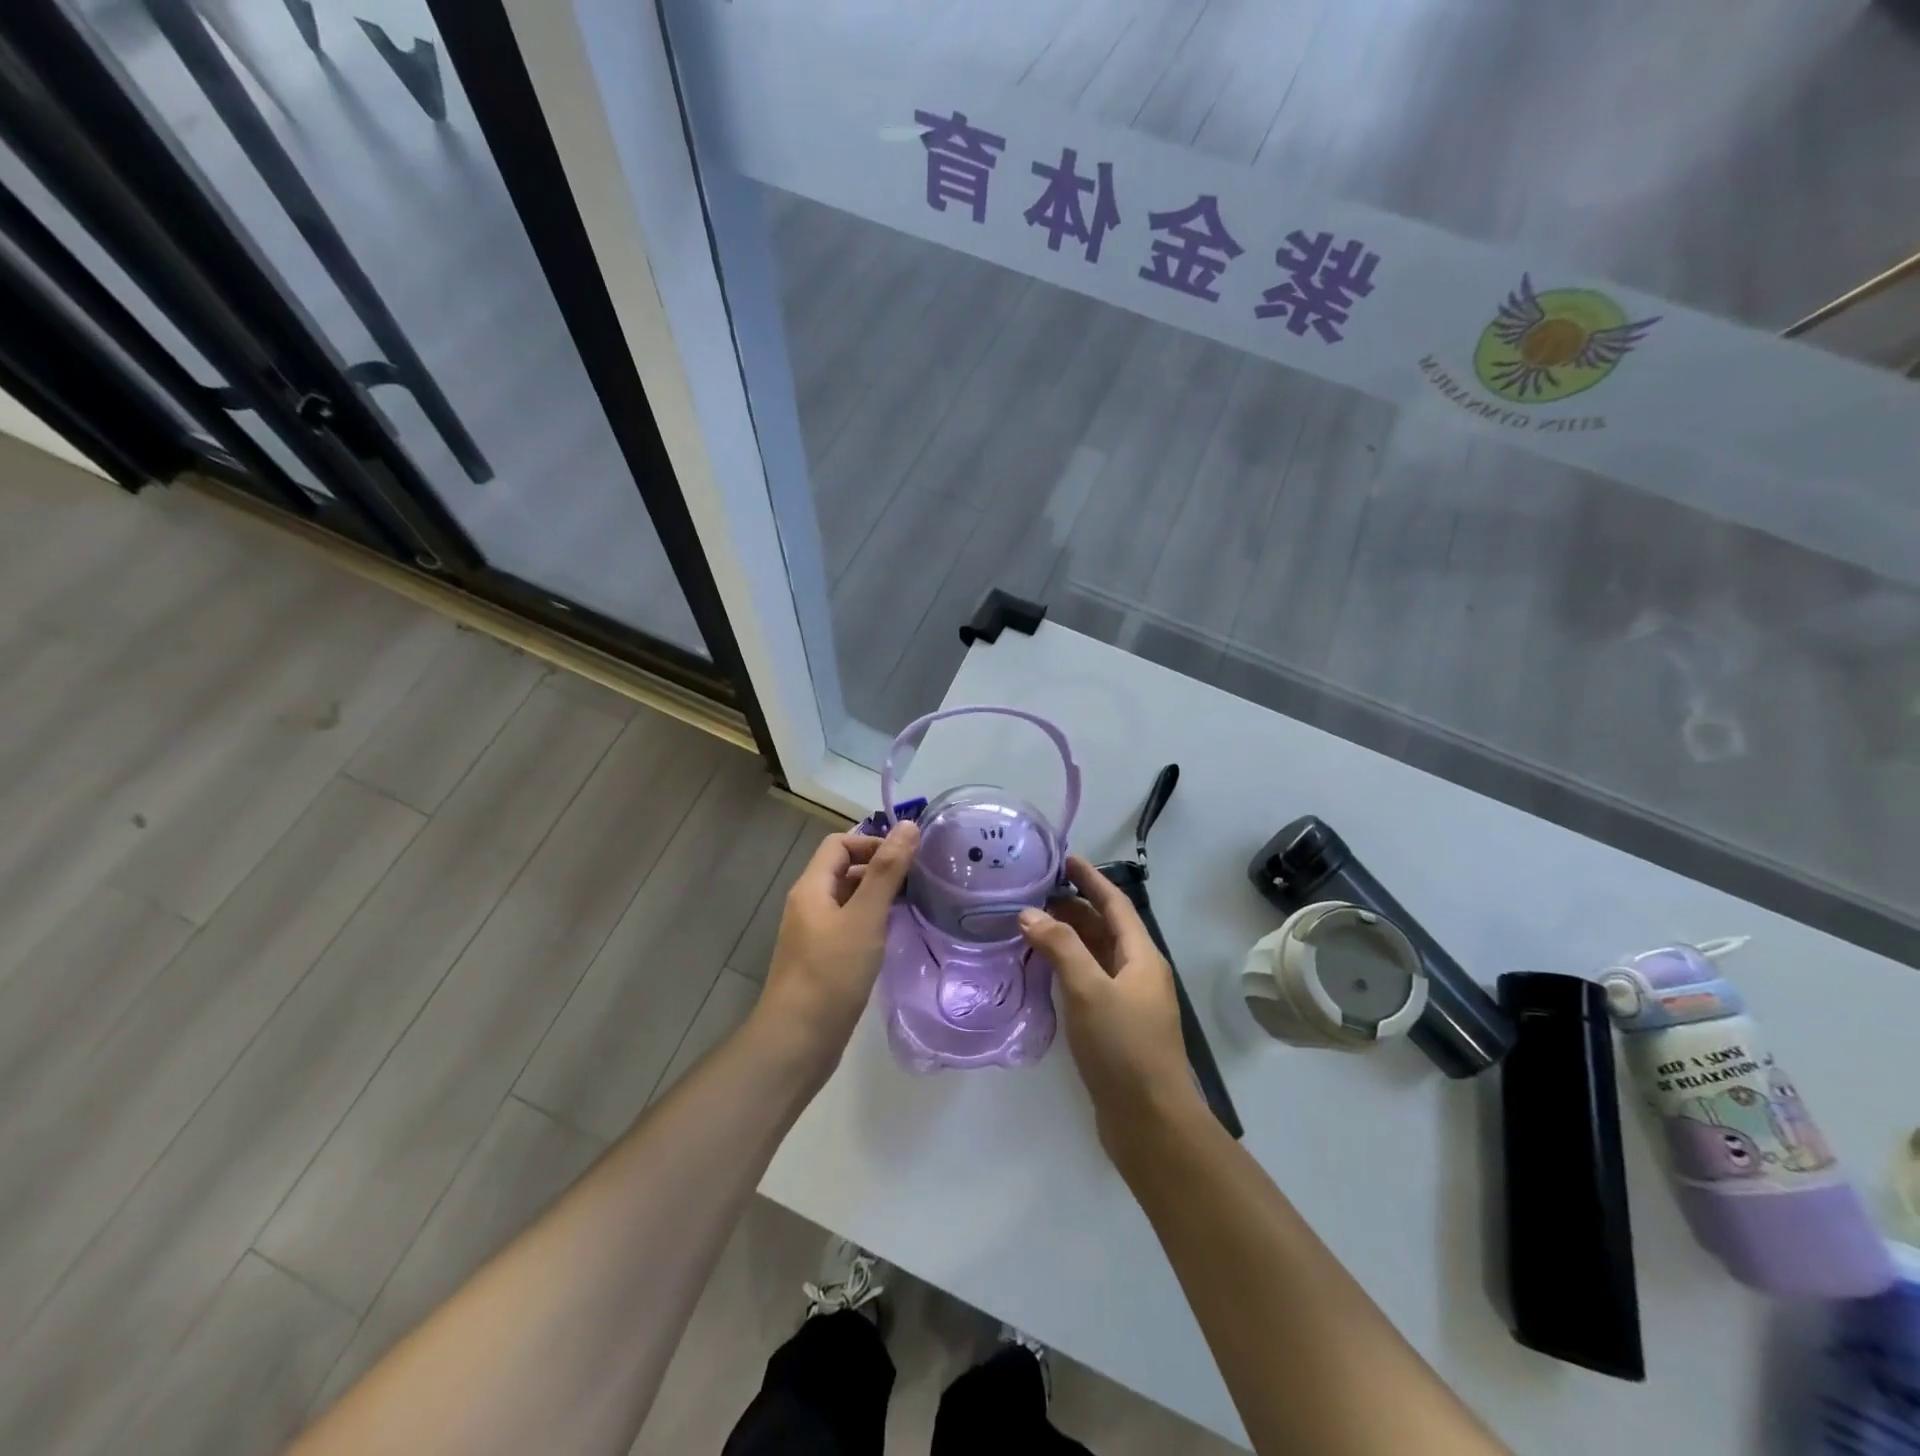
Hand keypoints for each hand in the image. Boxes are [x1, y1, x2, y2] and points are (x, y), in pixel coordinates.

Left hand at [757, 821, 918, 1070]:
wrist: (798, 1041)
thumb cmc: (831, 974)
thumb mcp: (864, 918)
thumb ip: (887, 872)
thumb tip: (908, 826)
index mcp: (811, 888)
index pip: (840, 844)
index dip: (872, 843)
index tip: (907, 859)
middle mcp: (809, 904)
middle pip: (844, 869)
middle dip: (879, 868)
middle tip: (919, 880)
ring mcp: (814, 934)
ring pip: (849, 899)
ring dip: (878, 896)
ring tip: (913, 905)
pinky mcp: (823, 959)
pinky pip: (849, 926)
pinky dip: (872, 922)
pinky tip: (893, 936)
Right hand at [1018, 857, 1202, 1147]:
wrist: (1150, 1123)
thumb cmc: (1124, 1048)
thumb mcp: (1090, 990)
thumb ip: (1060, 947)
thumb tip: (1029, 913)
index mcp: (1141, 956)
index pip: (1114, 903)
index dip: (1090, 878)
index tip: (1063, 857)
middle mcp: (1137, 972)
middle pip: (1104, 927)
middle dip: (1073, 905)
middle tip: (1033, 891)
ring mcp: (1126, 1000)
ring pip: (1095, 954)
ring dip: (1067, 936)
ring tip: (1030, 922)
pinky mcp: (1114, 1025)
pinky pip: (1088, 980)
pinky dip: (1066, 966)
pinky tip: (1042, 968)